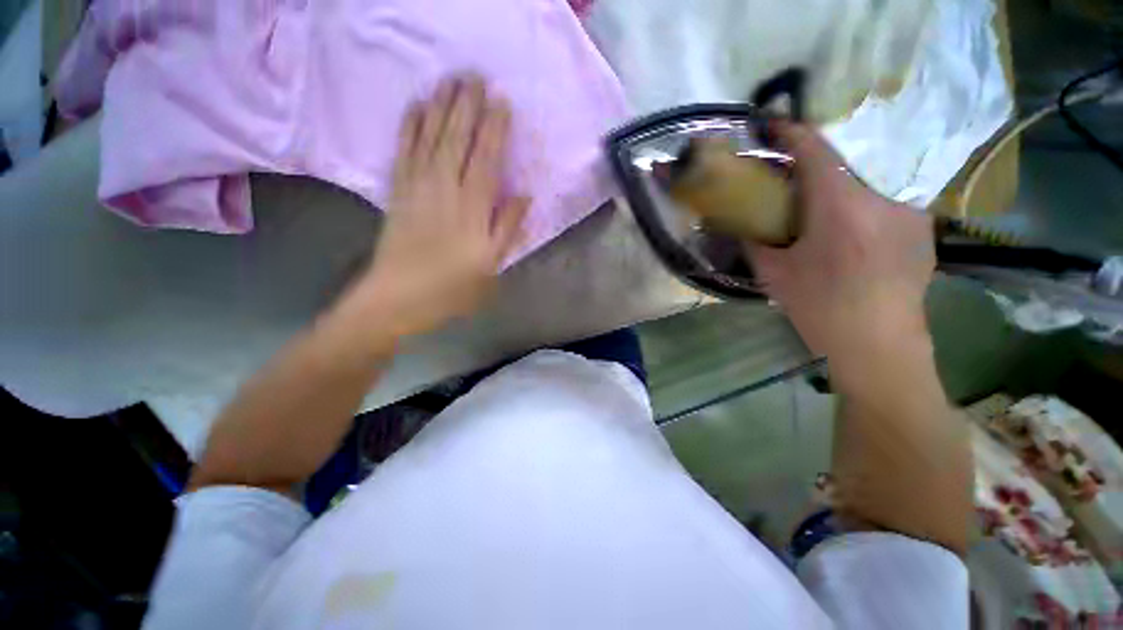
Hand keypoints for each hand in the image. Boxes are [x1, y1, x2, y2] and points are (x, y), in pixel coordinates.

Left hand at [352, 76, 528, 337]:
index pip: (487, 155)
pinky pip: (404, 150)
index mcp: (473, 204)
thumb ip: (507, 228)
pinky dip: (409, 127)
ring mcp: (418, 184)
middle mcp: (446, 185)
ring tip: (448, 80)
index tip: (500, 99)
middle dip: (467, 103)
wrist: (394, 298)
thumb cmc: (447, 287)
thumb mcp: (489, 267)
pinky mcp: (398, 188)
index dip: (494, 125)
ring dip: (440, 105)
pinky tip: (415, 107)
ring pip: (432, 136)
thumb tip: (524, 193)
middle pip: (458, 136)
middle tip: (473, 75)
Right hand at [747, 121, 935, 366]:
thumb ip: (755, 240)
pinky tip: (872, 233)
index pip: (809, 140)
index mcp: (839, 199)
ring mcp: (906, 208)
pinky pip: (894, 202)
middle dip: (820, 166)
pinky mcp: (923, 227)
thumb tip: (738, 219)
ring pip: (870, 179)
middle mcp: (878, 192)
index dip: (785, 130)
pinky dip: (878, 208)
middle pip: (842, 158)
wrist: (883, 355)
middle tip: (807, 183)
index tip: (771, 130)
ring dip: (852, 187)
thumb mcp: (779, 279)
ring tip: (843, 212)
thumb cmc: (829, 316)